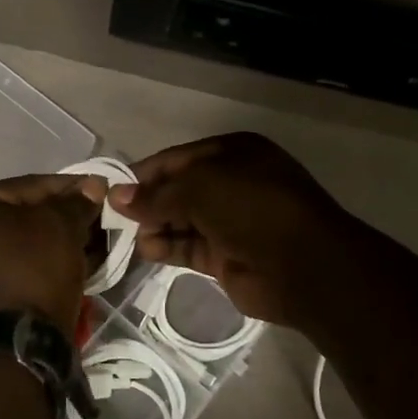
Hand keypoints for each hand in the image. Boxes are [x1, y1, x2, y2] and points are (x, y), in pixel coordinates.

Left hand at [0, 172, 107, 328]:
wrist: (16, 345)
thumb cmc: (33, 271)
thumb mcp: (61, 227)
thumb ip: (76, 202)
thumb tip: (92, 187)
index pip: (29, 185)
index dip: (70, 185)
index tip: (102, 189)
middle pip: (27, 214)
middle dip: (67, 216)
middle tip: (102, 218)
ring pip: (28, 243)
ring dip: (62, 240)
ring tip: (97, 241)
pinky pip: (24, 267)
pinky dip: (50, 262)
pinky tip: (79, 262)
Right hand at [112, 133, 368, 327]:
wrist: (304, 265)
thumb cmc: (252, 209)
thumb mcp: (199, 189)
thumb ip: (156, 195)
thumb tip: (117, 196)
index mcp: (233, 153)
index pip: (177, 159)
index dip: (145, 173)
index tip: (112, 188)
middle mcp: (231, 183)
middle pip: (178, 190)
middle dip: (148, 202)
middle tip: (114, 216)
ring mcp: (230, 221)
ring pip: (181, 220)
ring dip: (155, 226)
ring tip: (131, 235)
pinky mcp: (226, 255)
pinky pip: (188, 247)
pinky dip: (166, 247)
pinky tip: (147, 249)